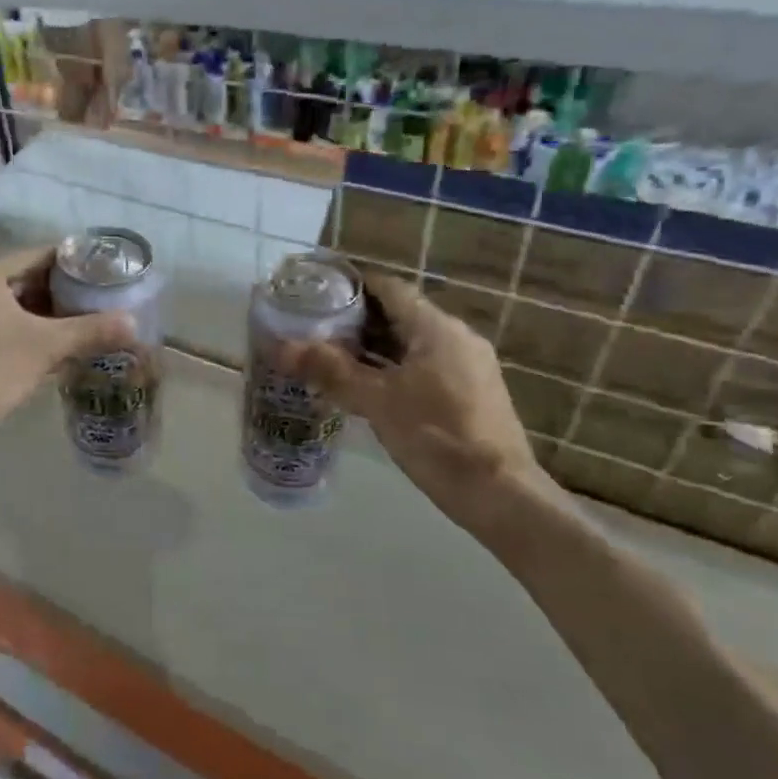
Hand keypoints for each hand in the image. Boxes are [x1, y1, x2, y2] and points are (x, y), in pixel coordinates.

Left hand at [0, 245, 132, 458]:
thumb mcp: (48, 347)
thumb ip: (92, 330)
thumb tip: (134, 323)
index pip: (32, 256)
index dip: (67, 262)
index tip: (95, 270)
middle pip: (17, 281)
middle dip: (53, 291)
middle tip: (88, 299)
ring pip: (3, 307)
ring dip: (35, 314)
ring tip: (70, 324)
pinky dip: (15, 332)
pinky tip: (39, 349)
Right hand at [281, 273, 544, 515]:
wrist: (498, 493)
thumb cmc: (435, 435)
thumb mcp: (375, 400)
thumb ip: (328, 369)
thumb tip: (279, 347)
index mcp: (437, 328)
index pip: (390, 288)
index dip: (353, 285)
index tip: (316, 291)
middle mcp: (456, 337)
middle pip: (400, 314)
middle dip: (356, 320)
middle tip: (313, 327)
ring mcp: (467, 366)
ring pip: (411, 343)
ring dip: (372, 346)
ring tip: (329, 356)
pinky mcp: (470, 393)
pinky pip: (423, 365)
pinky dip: (392, 367)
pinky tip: (365, 385)